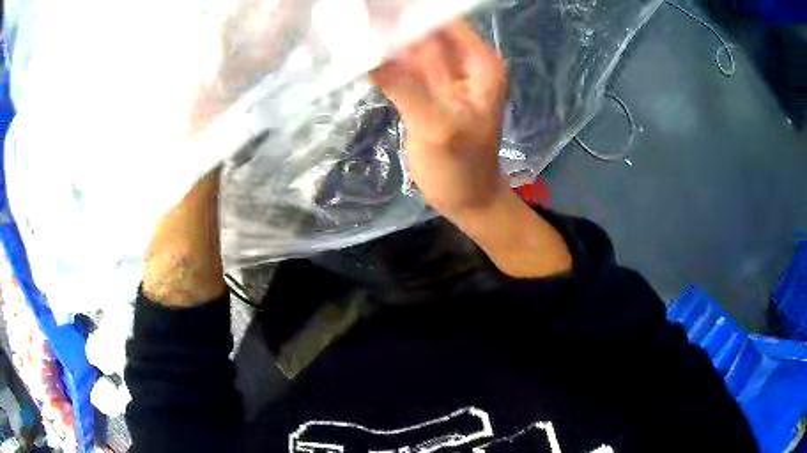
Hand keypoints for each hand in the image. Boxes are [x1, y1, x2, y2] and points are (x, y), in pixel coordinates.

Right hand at [373, 21, 571, 277]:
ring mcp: (443, 75)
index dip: (406, 9)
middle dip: (390, 19)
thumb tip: (366, 47)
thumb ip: (405, 84)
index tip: (369, 5)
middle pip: (422, 28)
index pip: (440, 19)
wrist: (466, 199)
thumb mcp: (437, 126)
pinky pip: (402, 65)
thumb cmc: (461, 169)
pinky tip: (358, 48)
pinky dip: (382, 57)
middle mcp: (463, 61)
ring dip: (383, 35)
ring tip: (349, 22)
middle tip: (352, 10)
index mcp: (478, 62)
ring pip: (409, 44)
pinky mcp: (425, 89)